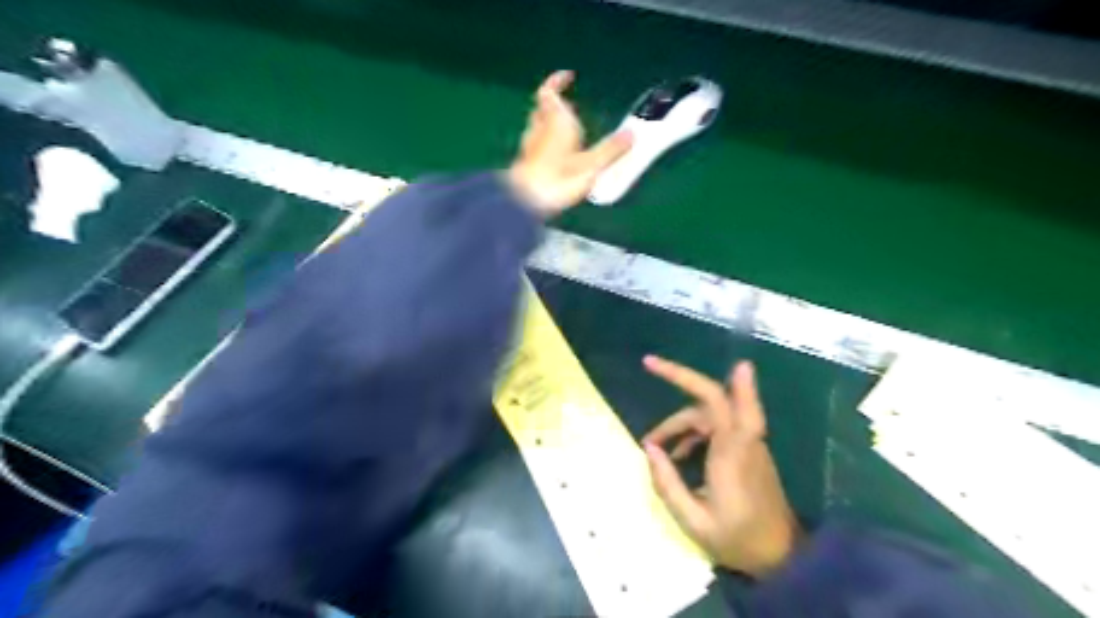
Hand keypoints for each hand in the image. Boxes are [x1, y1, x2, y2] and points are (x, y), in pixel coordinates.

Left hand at [508, 69, 630, 217]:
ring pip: (538, 127)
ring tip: (565, 129)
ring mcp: (530, 147)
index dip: (556, 81)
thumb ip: (611, 150)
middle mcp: (539, 129)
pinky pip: (537, 145)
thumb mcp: (591, 165)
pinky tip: (557, 156)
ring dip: (549, 123)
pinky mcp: (526, 165)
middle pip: (542, 108)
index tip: (567, 75)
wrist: (525, 202)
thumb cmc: (558, 179)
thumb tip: (631, 135)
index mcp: (555, 121)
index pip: (549, 92)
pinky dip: (546, 143)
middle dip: (554, 103)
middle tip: (569, 104)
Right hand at [642, 354, 804, 575]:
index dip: (683, 376)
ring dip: (682, 423)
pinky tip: (678, 456)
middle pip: (710, 398)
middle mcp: (743, 439)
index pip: (711, 399)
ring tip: (656, 447)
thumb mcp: (694, 522)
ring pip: (712, 413)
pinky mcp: (748, 451)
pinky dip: (694, 433)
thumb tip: (649, 449)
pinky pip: (718, 427)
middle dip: (679, 385)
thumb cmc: (739, 541)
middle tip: (650, 378)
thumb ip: (667, 484)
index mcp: (731, 452)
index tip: (654, 363)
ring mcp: (748, 443)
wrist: (784, 559)